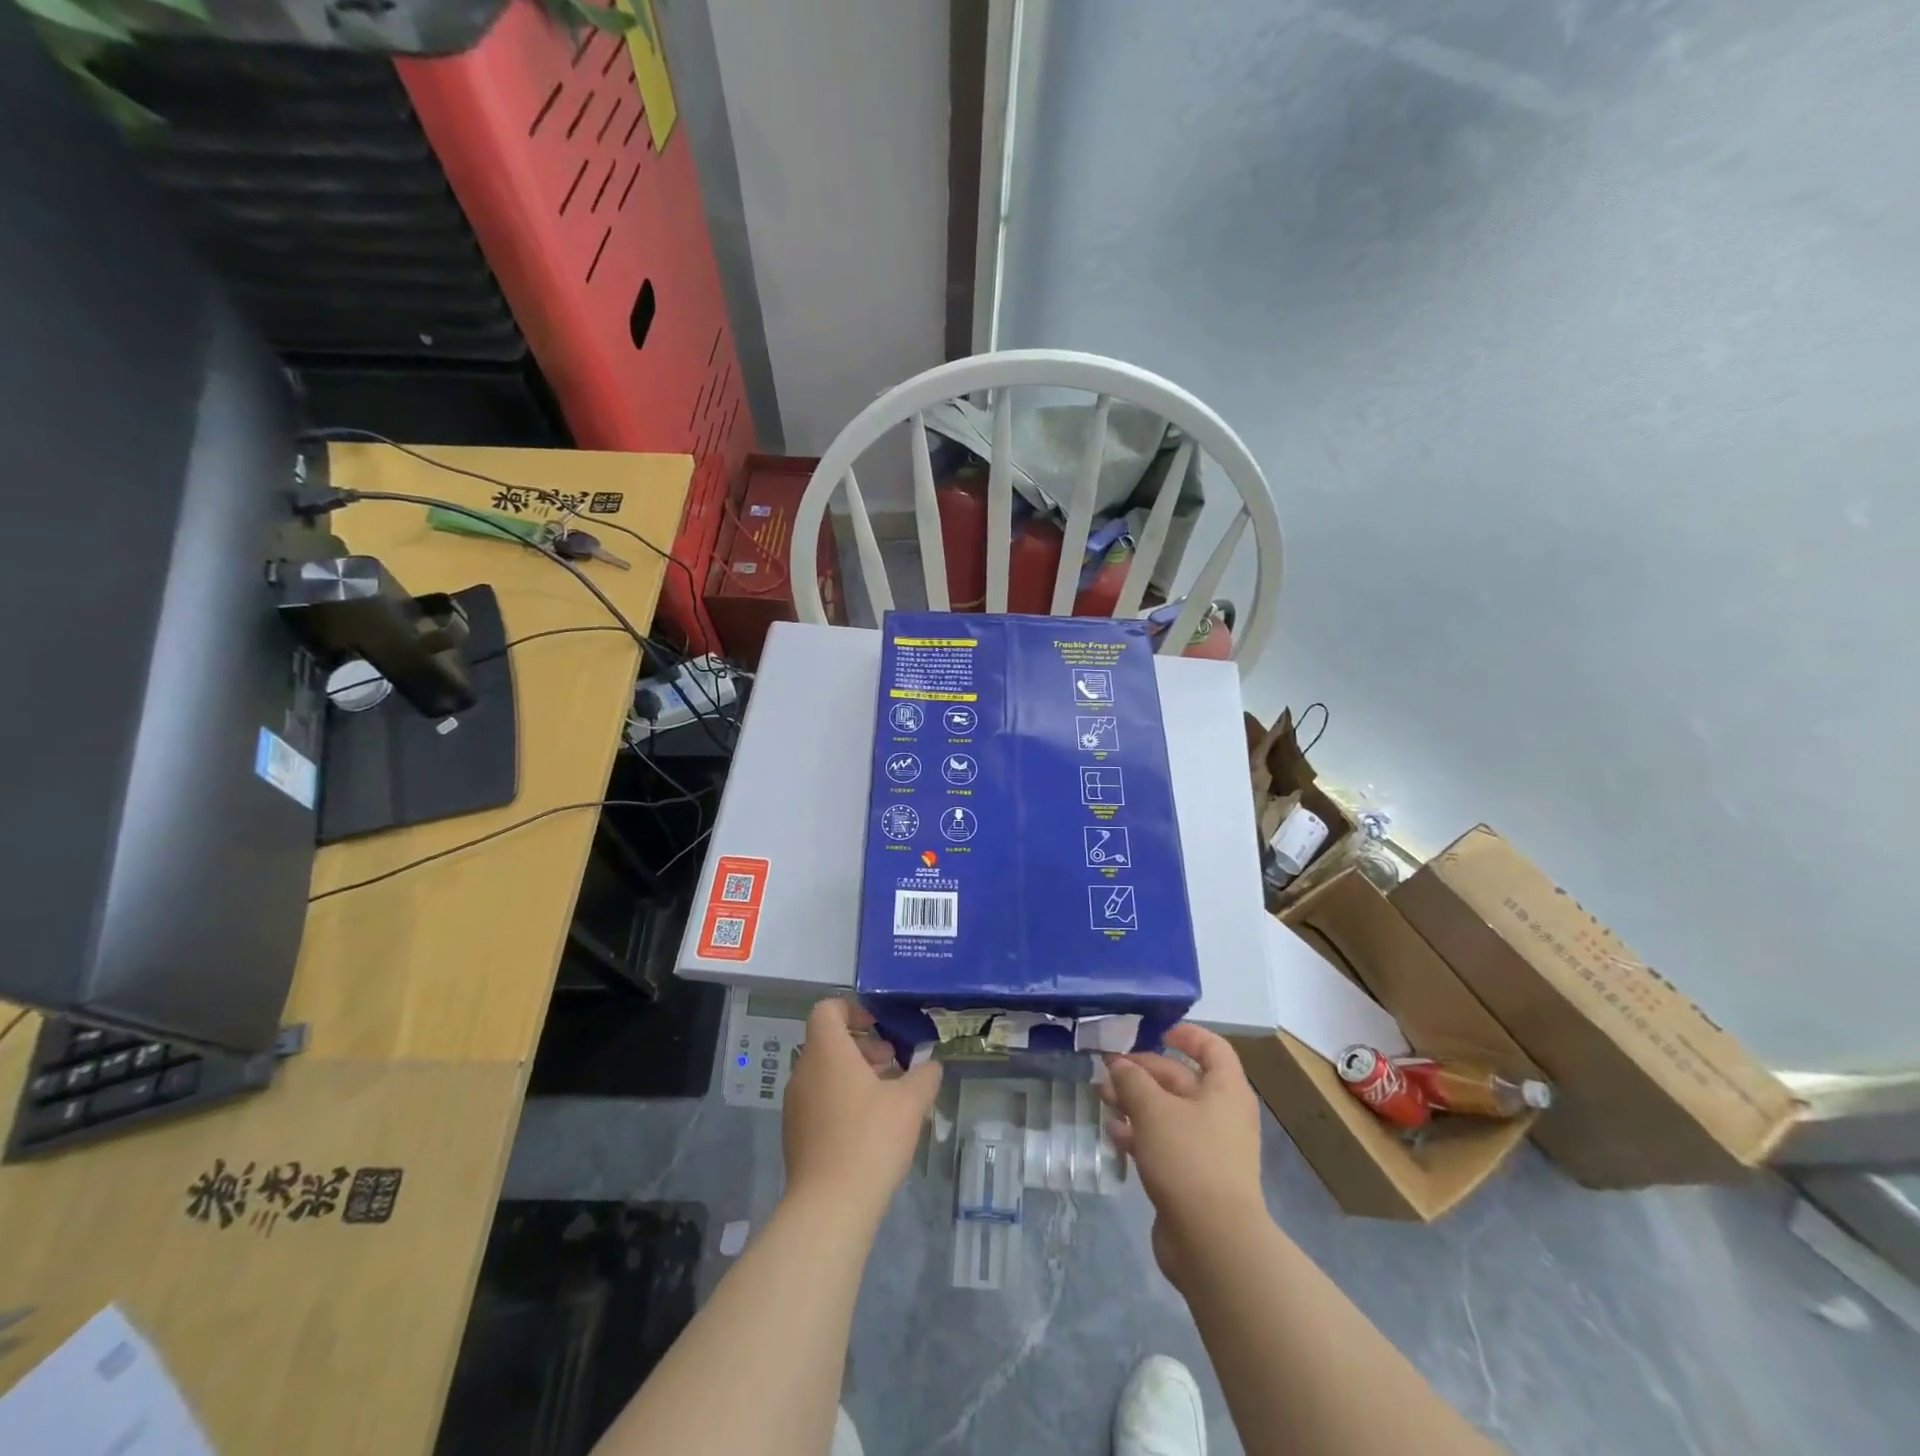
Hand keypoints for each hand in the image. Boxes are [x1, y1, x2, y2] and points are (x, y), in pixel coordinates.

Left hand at [782, 999, 942, 1224]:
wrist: (829, 1207)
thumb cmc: (871, 1139)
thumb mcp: (910, 1103)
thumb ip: (924, 1076)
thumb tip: (930, 1066)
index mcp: (827, 1052)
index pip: (827, 1009)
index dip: (852, 1009)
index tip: (878, 1027)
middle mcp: (804, 1071)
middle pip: (828, 1041)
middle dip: (862, 1046)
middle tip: (892, 1061)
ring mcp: (795, 1105)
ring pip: (824, 1072)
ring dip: (854, 1074)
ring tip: (887, 1095)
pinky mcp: (794, 1134)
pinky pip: (818, 1100)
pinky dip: (841, 1099)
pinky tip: (869, 1126)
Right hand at [1101, 1023, 1267, 1286]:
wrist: (1214, 1243)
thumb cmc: (1189, 1159)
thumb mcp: (1153, 1109)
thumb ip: (1132, 1080)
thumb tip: (1118, 1063)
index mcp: (1225, 1089)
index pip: (1212, 1048)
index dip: (1186, 1034)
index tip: (1154, 1032)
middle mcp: (1222, 1114)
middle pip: (1182, 1079)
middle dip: (1143, 1072)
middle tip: (1107, 1071)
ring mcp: (1209, 1148)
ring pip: (1169, 1112)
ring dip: (1136, 1103)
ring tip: (1103, 1100)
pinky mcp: (1194, 1178)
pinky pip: (1165, 1143)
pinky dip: (1141, 1134)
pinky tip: (1114, 1135)